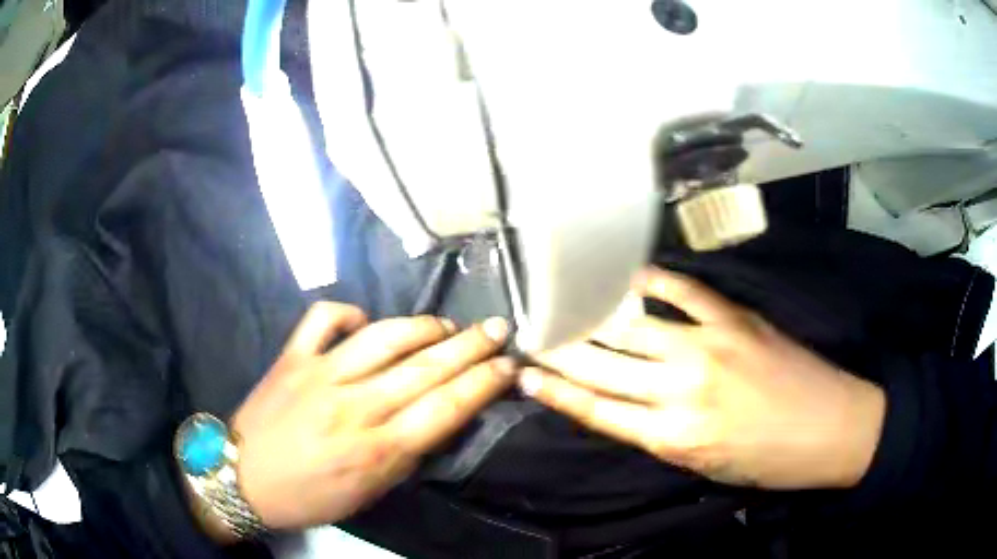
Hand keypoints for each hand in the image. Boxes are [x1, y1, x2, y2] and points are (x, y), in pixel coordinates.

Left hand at [228, 303, 513, 530]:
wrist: (243, 478)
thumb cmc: (311, 496)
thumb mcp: (369, 493)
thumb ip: (406, 456)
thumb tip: (437, 418)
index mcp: (376, 450)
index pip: (445, 409)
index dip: (483, 384)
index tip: (509, 367)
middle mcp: (353, 406)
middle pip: (424, 368)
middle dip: (471, 347)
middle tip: (498, 329)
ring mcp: (320, 374)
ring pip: (383, 336)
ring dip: (423, 326)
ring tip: (447, 325)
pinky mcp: (292, 356)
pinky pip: (324, 319)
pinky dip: (349, 312)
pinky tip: (366, 320)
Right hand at [519, 268, 885, 489]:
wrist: (830, 428)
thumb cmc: (768, 460)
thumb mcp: (705, 466)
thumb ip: (661, 434)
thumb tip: (625, 405)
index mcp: (673, 437)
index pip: (597, 410)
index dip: (556, 391)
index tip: (524, 374)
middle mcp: (682, 390)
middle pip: (605, 366)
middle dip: (560, 350)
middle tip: (529, 333)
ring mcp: (709, 346)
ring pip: (633, 328)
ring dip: (592, 317)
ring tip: (561, 304)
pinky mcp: (735, 319)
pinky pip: (684, 293)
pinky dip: (652, 282)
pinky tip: (626, 276)